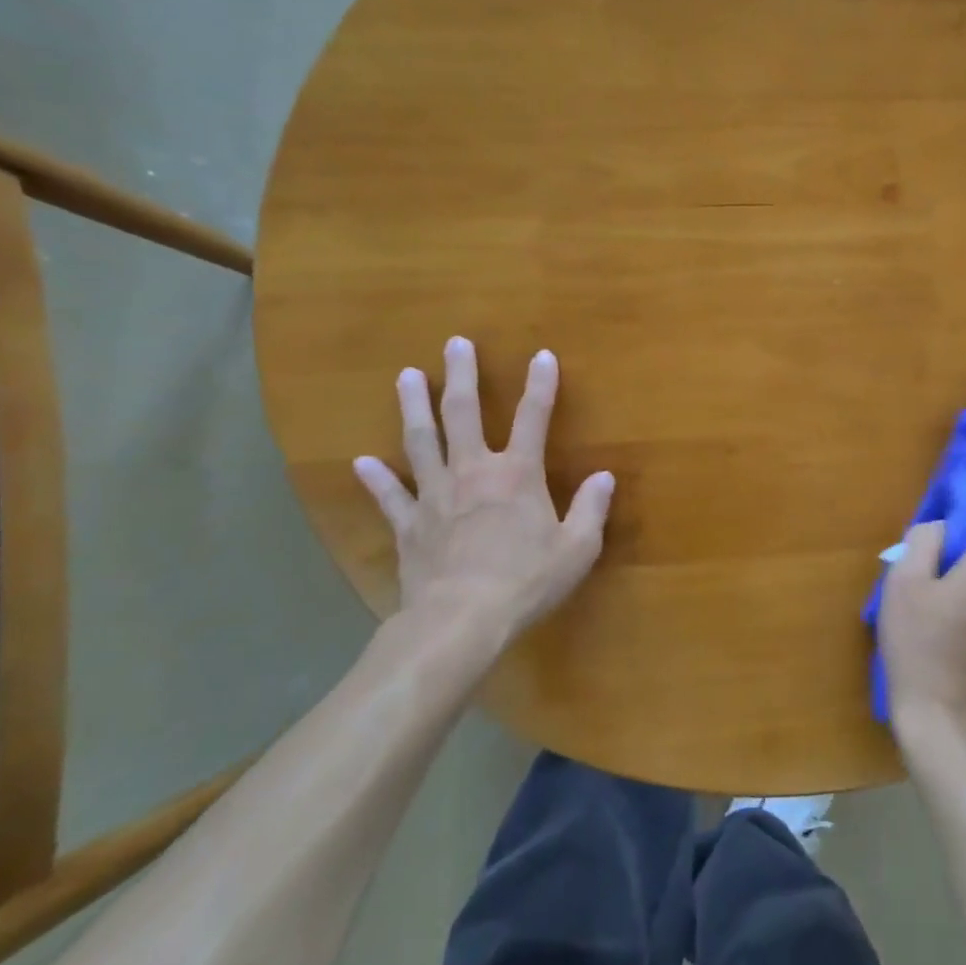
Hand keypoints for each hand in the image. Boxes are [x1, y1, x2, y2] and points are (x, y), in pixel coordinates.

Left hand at [354, 337, 613, 658]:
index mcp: (518, 474)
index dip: (540, 384)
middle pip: (463, 414)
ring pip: (421, 441)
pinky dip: (375, 479)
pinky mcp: (409, 524)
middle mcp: (474, 472)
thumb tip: (605, 477)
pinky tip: (360, 462)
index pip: (534, 417)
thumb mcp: (577, 549)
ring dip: (414, 406)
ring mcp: (435, 495)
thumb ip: (591, 509)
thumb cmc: (526, 582)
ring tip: (407, 375)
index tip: (542, 355)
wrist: (461, 621)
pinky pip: (390, 496)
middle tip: (454, 343)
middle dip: (462, 376)